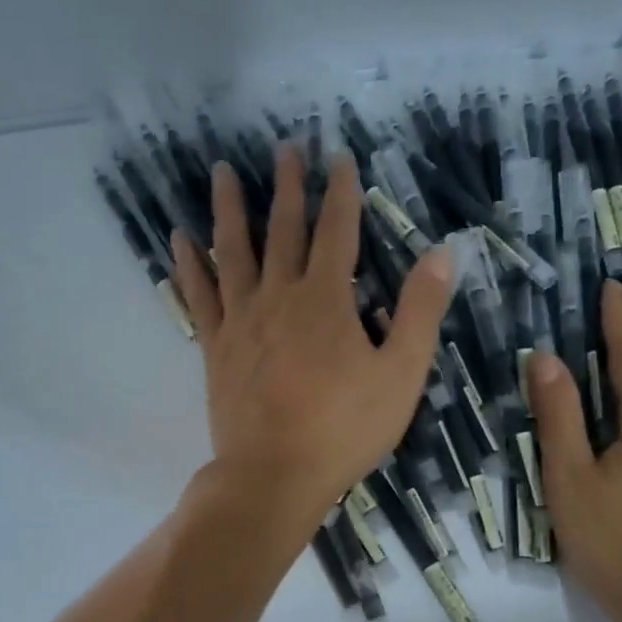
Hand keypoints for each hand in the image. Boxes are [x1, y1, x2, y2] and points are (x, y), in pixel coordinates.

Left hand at [172, 146, 452, 535]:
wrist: (274, 474)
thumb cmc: (344, 429)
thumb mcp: (401, 374)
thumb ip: (420, 311)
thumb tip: (442, 252)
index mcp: (327, 299)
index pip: (338, 231)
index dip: (342, 192)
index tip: (340, 158)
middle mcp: (279, 296)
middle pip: (284, 230)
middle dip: (288, 187)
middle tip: (284, 148)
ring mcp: (241, 319)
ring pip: (233, 251)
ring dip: (230, 209)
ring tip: (222, 171)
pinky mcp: (216, 346)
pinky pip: (198, 295)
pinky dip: (188, 265)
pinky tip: (178, 239)